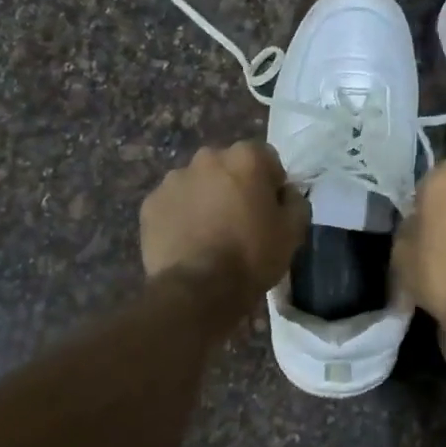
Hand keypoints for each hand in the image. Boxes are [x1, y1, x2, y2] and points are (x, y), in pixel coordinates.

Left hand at [141, 142, 309, 317]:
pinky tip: (188, 242)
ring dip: (206, 199)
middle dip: (234, 186)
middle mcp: (207, 157)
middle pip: (227, 167)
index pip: (266, 158)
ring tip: (210, 234)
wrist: (199, 289)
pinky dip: (181, 216)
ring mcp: (173, 179)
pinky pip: (173, 204)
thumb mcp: (293, 231)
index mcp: (245, 158)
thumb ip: (295, 201)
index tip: (270, 210)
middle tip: (239, 221)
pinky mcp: (151, 203)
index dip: (271, 183)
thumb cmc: (252, 255)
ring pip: (197, 184)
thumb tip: (286, 193)